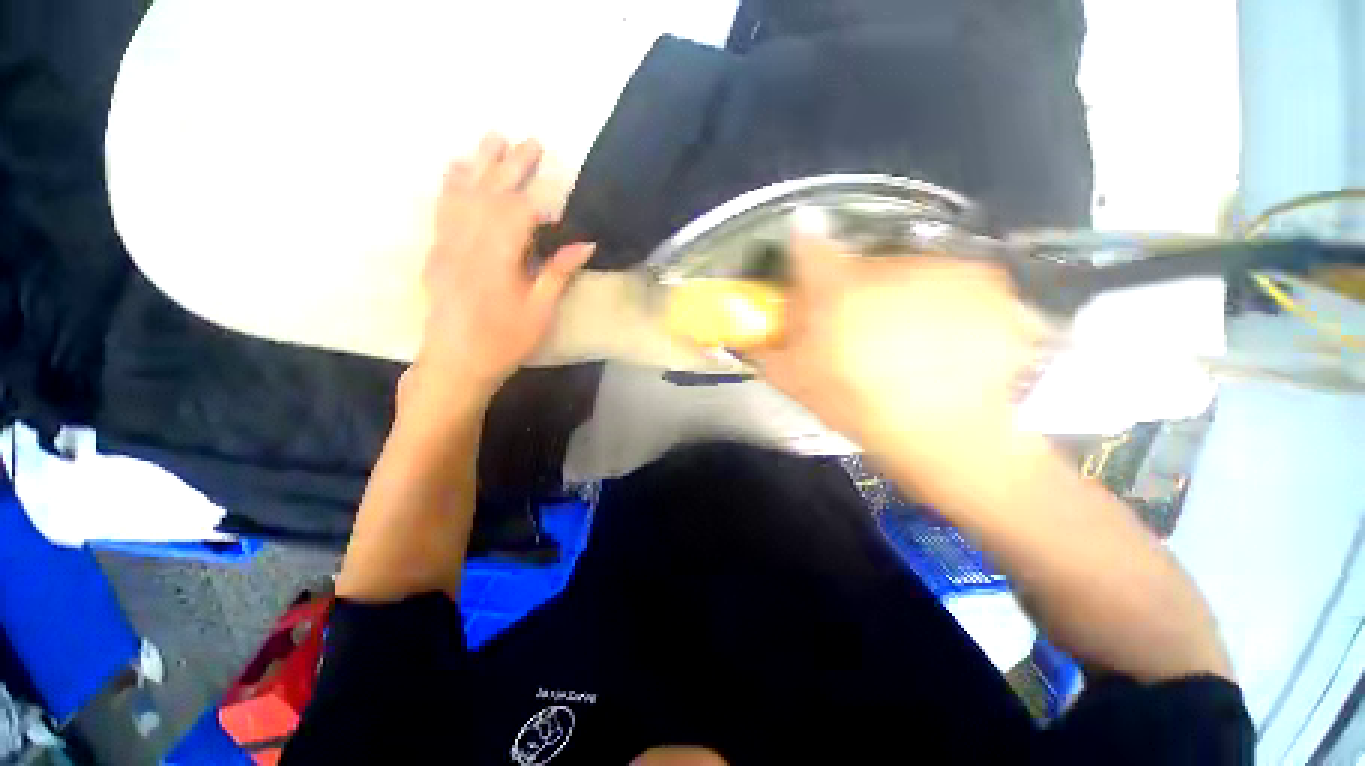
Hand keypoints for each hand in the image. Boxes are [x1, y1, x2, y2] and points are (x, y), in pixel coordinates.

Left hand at [409, 133, 594, 406]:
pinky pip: (443, 209)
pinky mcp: (438, 251)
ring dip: (480, 164)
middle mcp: (468, 242)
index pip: (517, 214)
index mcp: (497, 258)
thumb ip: (559, 272)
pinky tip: (456, 168)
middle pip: (491, 194)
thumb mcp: (540, 311)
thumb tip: (585, 244)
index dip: (538, 206)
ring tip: (492, 139)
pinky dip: (451, 184)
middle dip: (512, 166)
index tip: (557, 213)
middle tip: (530, 141)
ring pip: (463, 194)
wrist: (456, 362)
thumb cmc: (504, 340)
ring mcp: (448, 244)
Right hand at [756, 239, 1046, 484]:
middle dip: (853, 291)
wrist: (955, 437)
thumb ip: (768, 352)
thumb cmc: (863, 409)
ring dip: (898, 297)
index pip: (806, 245)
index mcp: (836, 291)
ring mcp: (941, 267)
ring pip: (905, 272)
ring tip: (908, 343)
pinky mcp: (983, 278)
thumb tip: (748, 334)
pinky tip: (944, 339)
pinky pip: (947, 281)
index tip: (805, 266)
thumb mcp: (799, 385)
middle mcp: (886, 265)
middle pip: (858, 265)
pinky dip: (940, 303)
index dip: (801, 251)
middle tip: (859, 331)